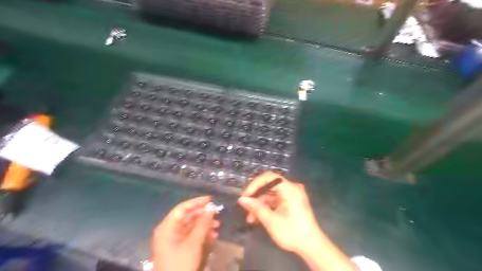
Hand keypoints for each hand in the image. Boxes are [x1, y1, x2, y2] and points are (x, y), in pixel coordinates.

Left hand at [152, 197, 218, 270]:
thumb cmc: (180, 265)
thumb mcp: (193, 244)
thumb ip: (202, 225)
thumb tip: (211, 209)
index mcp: (167, 227)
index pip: (182, 208)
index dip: (197, 202)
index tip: (211, 199)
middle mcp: (168, 231)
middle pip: (187, 217)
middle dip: (203, 215)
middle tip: (217, 213)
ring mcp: (173, 240)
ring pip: (190, 226)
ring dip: (204, 225)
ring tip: (218, 226)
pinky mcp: (178, 248)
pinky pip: (190, 236)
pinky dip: (201, 234)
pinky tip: (212, 236)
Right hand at [238, 172, 323, 254]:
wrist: (311, 247)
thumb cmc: (292, 233)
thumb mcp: (271, 221)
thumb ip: (256, 208)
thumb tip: (241, 199)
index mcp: (290, 189)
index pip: (269, 177)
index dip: (255, 184)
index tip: (245, 195)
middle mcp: (291, 188)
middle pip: (269, 186)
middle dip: (256, 197)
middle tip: (245, 207)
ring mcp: (291, 195)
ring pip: (270, 195)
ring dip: (259, 205)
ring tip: (250, 218)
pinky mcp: (290, 202)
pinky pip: (275, 200)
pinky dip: (266, 208)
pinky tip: (257, 218)